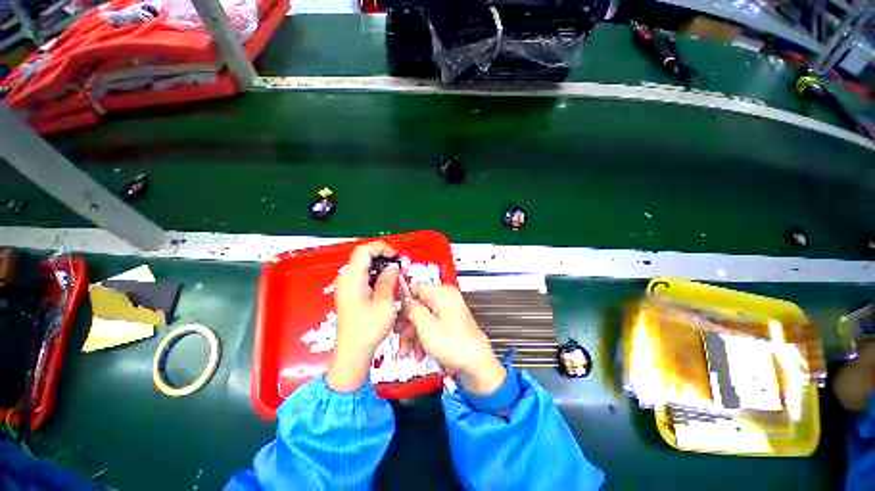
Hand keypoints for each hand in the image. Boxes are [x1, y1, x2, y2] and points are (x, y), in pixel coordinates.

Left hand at [327, 242, 399, 392]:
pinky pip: (363, 275)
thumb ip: (388, 281)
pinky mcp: (349, 291)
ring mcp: (346, 285)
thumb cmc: (369, 329)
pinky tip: (386, 284)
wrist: (353, 351)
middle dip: (383, 257)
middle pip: (363, 256)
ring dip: (380, 266)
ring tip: (395, 275)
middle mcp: (345, 278)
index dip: (382, 248)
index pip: (364, 250)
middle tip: (398, 266)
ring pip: (364, 265)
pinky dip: (376, 274)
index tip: (396, 257)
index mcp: (352, 279)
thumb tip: (393, 266)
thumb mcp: (384, 304)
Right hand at [403, 284, 505, 394]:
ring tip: (407, 351)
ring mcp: (447, 311)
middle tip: (399, 337)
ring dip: (412, 334)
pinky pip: (430, 325)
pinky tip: (419, 353)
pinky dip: (422, 338)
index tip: (389, 313)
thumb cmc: (454, 344)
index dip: (400, 300)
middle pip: (417, 304)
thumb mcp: (426, 326)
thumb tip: (403, 300)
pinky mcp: (448, 324)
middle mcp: (445, 299)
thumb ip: (411, 309)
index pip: (415, 288)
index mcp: (442, 293)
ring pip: (422, 317)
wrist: (477, 366)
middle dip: (406, 323)